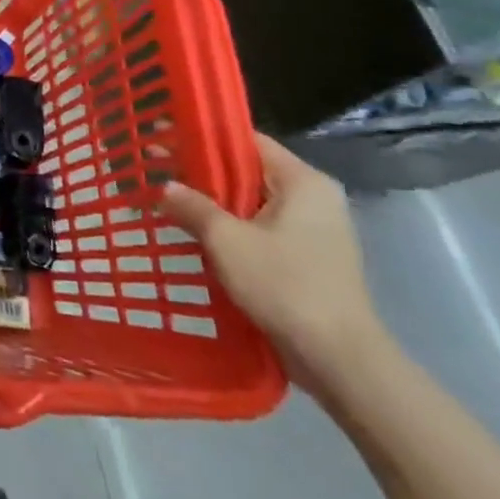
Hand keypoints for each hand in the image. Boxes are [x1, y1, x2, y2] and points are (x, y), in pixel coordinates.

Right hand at [161, 135, 390, 397]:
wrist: (339, 360)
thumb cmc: (285, 285)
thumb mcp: (226, 240)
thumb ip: (192, 206)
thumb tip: (164, 187)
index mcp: (303, 182)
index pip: (247, 141)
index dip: (204, 137)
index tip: (165, 138)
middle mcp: (315, 199)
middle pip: (249, 171)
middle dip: (205, 174)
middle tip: (160, 171)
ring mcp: (315, 231)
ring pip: (253, 203)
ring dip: (215, 205)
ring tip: (172, 204)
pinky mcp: (309, 259)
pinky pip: (261, 229)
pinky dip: (232, 229)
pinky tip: (199, 238)